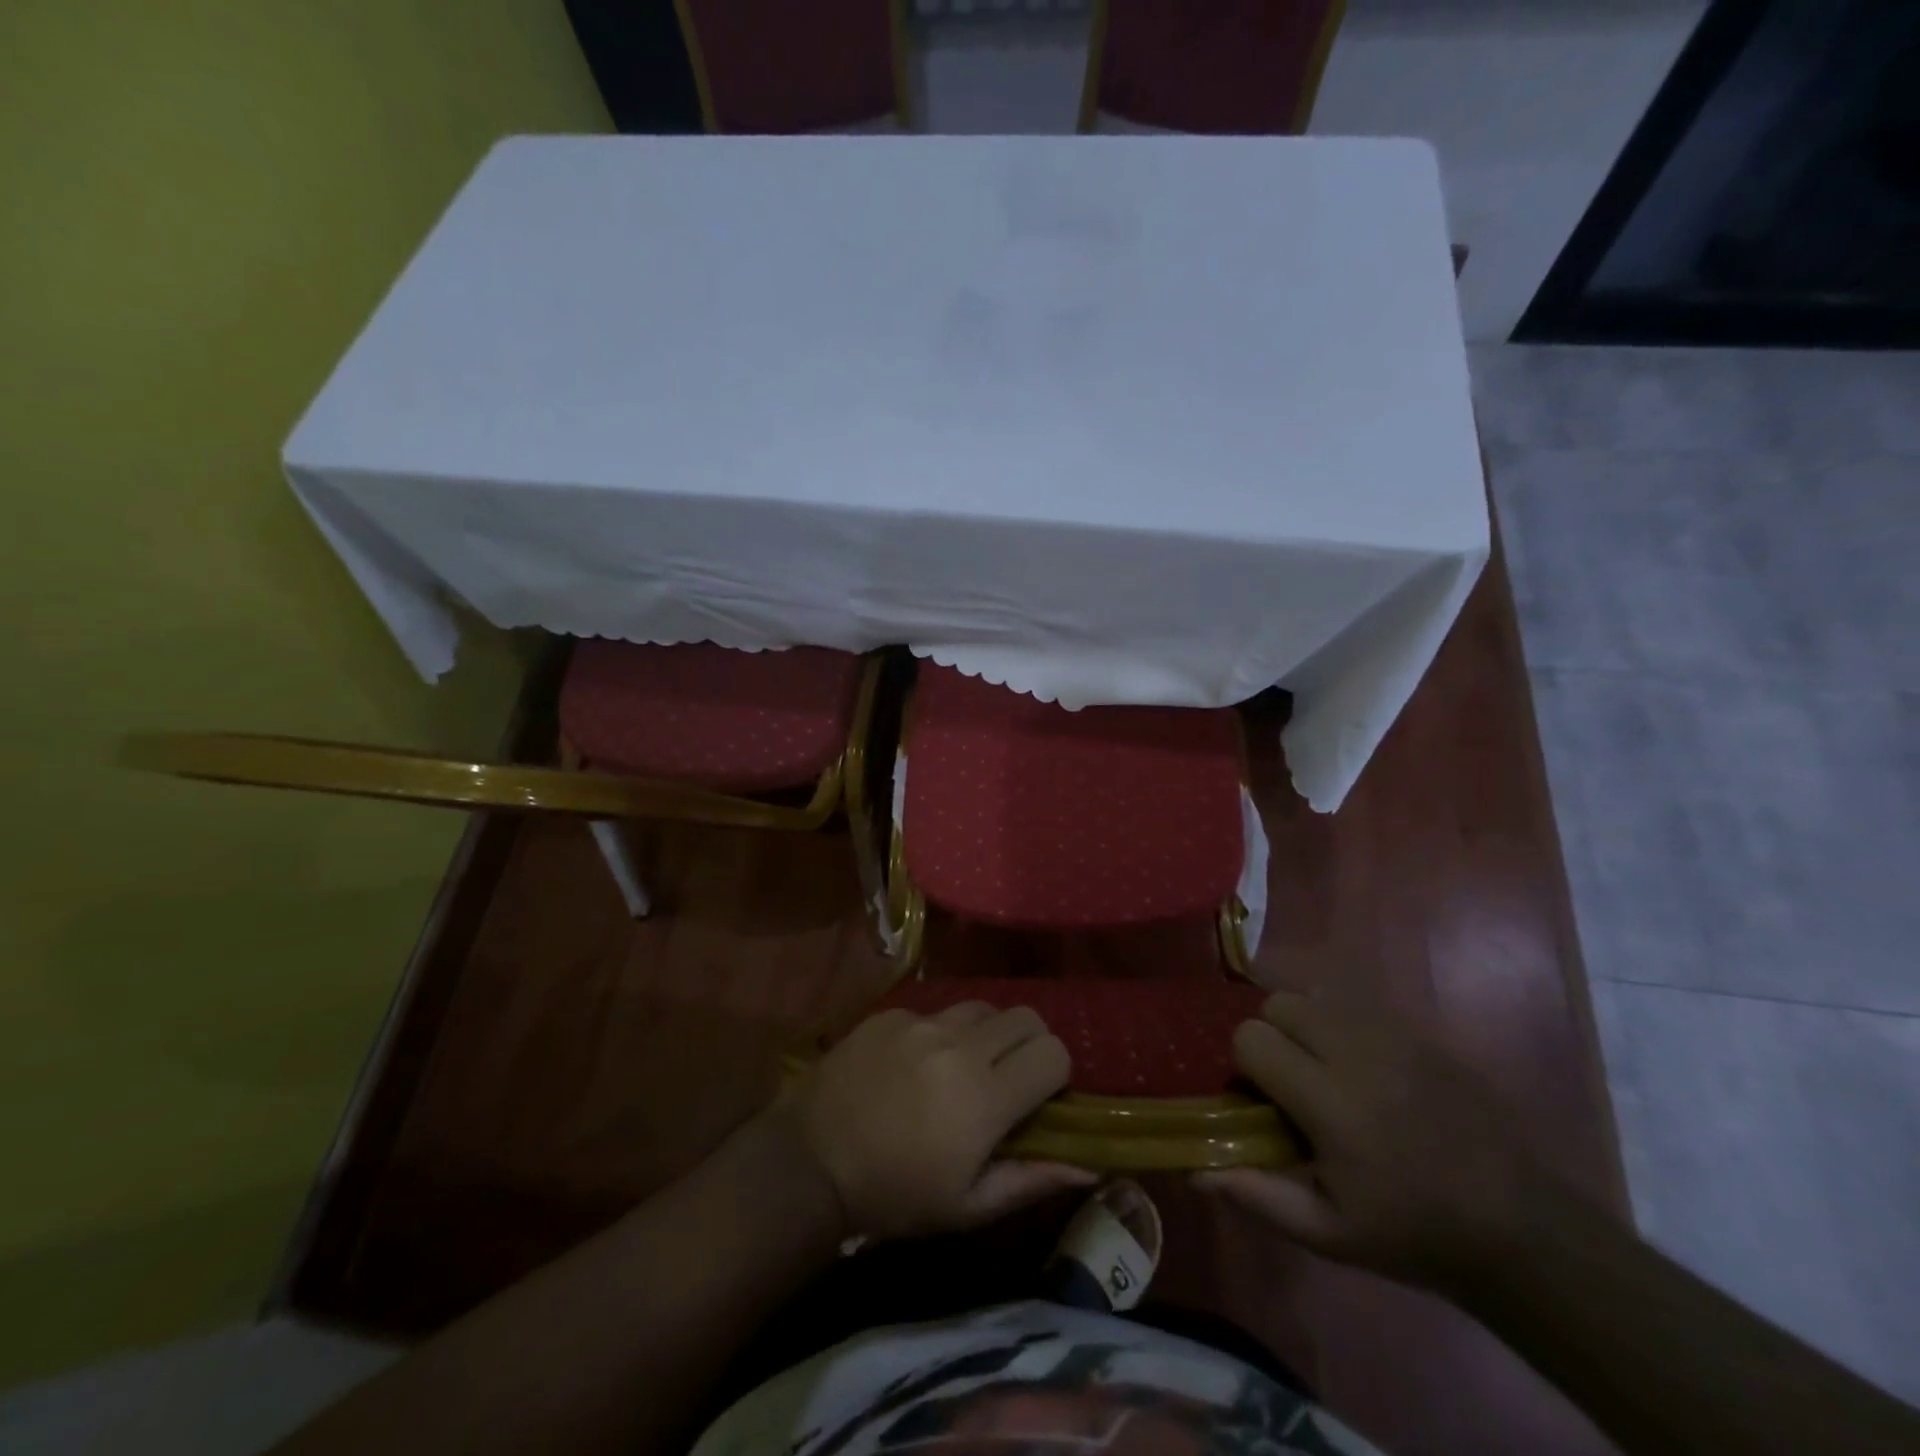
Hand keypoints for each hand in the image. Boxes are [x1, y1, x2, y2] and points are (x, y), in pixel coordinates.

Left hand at [790, 1002, 1093, 1240]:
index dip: (1055, 1074)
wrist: (810, 1161)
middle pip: (1026, 1017)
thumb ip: (1030, 1179)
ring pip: (983, 1007)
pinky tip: (916, 1065)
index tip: (1037, 1099)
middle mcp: (959, 1044)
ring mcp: (921, 1021)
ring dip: (987, 1034)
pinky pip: (936, 1009)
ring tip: (963, 1067)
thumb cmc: (894, 1195)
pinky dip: (941, 1033)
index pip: (1054, 1053)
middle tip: (1008, 1078)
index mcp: (984, 1095)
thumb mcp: (966, 1206)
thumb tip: (1088, 1162)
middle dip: (1029, 1044)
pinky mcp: (891, 1012)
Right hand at [1198, 991, 1556, 1293]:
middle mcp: (1357, 1053)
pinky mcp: (1422, 1033)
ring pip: (1316, 995)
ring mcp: (1395, 1037)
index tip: (1262, 1101)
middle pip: (1279, 1004)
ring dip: (1305, 1025)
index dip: (1245, 1066)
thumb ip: (1257, 1196)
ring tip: (1325, 1071)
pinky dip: (1342, 1024)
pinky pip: (1358, 1004)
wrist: (1519, 1228)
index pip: (1251, 1038)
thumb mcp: (1328, 1235)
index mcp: (1330, 1102)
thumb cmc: (1412, 1234)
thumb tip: (1193, 1171)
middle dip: (1271, 1036)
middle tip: (1291, 1082)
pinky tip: (1363, 1068)